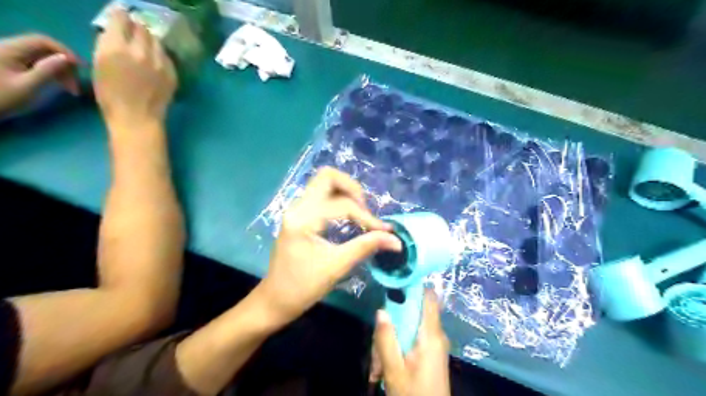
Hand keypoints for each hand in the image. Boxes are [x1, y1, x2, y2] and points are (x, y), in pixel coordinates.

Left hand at [0, 33, 77, 113]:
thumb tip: (67, 59)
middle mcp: (8, 48)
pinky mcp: (11, 66)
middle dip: (65, 65)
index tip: (82, 68)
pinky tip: (59, 85)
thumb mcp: (28, 86)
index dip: (65, 52)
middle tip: (76, 84)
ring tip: (71, 89)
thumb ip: (47, 70)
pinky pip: (36, 64)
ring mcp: (9, 57)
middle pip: (44, 49)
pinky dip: (51, 73)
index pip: (43, 41)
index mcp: (10, 49)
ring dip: (61, 71)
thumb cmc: (2, 98)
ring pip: (42, 58)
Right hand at [92, 5, 176, 131]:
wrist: (138, 118)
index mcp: (116, 47)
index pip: (121, 18)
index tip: (120, 20)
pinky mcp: (172, 73)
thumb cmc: (111, 96)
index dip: (120, 17)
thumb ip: (107, 45)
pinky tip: (155, 64)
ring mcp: (160, 63)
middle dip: (136, 28)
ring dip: (150, 41)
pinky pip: (166, 56)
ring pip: (156, 41)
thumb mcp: (99, 65)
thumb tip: (115, 33)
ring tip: (145, 49)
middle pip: (142, 28)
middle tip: (133, 35)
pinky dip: (160, 55)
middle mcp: (140, 51)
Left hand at [259, 166, 401, 324]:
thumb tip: (396, 240)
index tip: (384, 231)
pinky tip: (349, 217)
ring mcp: (296, 209)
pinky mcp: (299, 215)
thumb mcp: (337, 266)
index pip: (342, 205)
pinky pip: (321, 196)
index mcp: (303, 218)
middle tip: (366, 211)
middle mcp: (297, 207)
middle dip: (353, 189)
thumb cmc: (303, 287)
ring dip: (346, 193)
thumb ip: (366, 246)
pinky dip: (338, 200)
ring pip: (324, 184)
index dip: (367, 217)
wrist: (275, 300)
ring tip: (360, 214)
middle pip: (327, 177)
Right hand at [371, 289, 448, 394]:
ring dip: (390, 342)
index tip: (395, 280)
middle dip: (391, 326)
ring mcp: (433, 344)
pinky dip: (396, 349)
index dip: (414, 285)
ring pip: (408, 329)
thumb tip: (381, 310)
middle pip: (411, 314)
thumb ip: (386, 339)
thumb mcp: (394, 370)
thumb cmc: (414, 395)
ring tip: (378, 369)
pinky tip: (384, 369)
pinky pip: (410, 340)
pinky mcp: (430, 353)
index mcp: (431, 335)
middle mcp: (436, 335)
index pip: (429, 297)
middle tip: (375, 349)